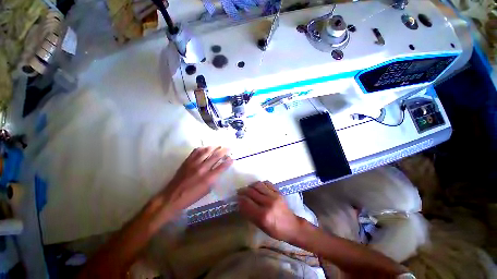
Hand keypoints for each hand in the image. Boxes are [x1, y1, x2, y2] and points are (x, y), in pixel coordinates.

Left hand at [160, 147, 232, 211]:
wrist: (172, 196)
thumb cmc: (192, 196)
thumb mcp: (207, 190)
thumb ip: (214, 178)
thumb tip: (220, 169)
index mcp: (208, 178)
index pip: (222, 167)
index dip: (228, 161)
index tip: (232, 158)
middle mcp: (202, 168)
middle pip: (216, 156)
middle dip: (224, 151)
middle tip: (229, 148)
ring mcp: (194, 163)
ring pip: (206, 151)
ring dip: (214, 147)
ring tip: (219, 146)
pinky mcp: (187, 161)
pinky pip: (196, 151)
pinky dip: (203, 148)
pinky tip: (206, 147)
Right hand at [237, 181, 304, 241]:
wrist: (292, 226)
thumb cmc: (275, 230)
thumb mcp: (260, 226)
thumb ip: (249, 214)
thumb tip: (240, 204)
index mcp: (263, 215)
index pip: (246, 202)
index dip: (239, 199)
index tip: (236, 198)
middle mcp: (268, 203)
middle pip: (251, 192)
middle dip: (243, 191)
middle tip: (240, 192)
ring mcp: (274, 196)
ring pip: (258, 185)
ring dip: (251, 186)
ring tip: (248, 189)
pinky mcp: (278, 192)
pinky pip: (266, 183)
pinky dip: (260, 184)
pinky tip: (258, 188)